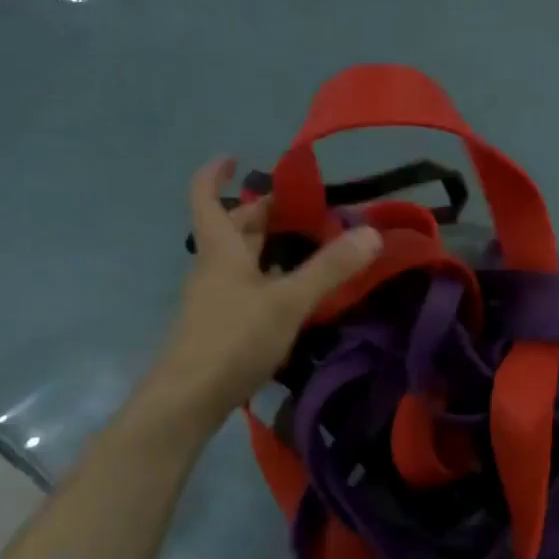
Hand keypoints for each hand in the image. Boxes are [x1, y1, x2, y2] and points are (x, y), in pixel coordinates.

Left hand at [140, 157, 381, 434]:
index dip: (215, 173)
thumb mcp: (288, 301)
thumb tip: (372, 232)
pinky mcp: (221, 326)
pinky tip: (295, 294)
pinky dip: (270, 279)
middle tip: (303, 208)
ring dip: (269, 247)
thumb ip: (330, 269)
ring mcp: (214, 299)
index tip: (236, 158)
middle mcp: (213, 268)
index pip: (206, 197)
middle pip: (233, 229)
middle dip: (263, 212)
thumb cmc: (232, 339)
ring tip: (309, 245)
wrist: (186, 401)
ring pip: (241, 260)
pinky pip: (247, 288)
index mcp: (221, 250)